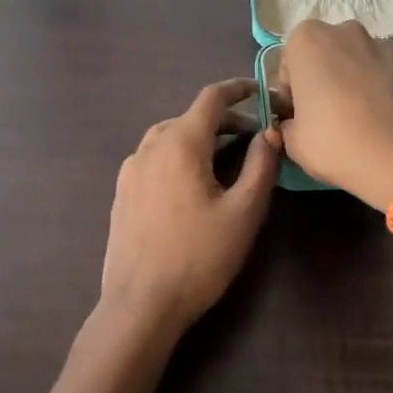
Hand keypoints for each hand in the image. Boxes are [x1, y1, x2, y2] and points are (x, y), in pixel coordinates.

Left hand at [100, 79, 280, 336]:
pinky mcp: (121, 194)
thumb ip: (261, 166)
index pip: (211, 98)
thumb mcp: (244, 212)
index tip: (260, 89)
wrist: (141, 303)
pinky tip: (190, 182)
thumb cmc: (199, 256)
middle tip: (253, 134)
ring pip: (168, 137)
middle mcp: (150, 147)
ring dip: (198, 137)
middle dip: (223, 119)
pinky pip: (153, 158)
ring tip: (224, 156)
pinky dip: (177, 155)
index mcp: (180, 143)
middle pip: (189, 117)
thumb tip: (270, 133)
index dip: (238, 89)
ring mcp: (130, 171)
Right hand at [279, 20, 392, 208]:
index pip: (292, 60)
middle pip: (331, 52)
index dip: (294, 88)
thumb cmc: (335, 144)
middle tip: (332, 113)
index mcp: (308, 41)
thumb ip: (290, 124)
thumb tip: (297, 124)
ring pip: (366, 59)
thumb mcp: (294, 143)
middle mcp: (348, 32)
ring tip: (368, 117)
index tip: (300, 113)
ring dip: (362, 79)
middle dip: (330, 75)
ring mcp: (388, 45)